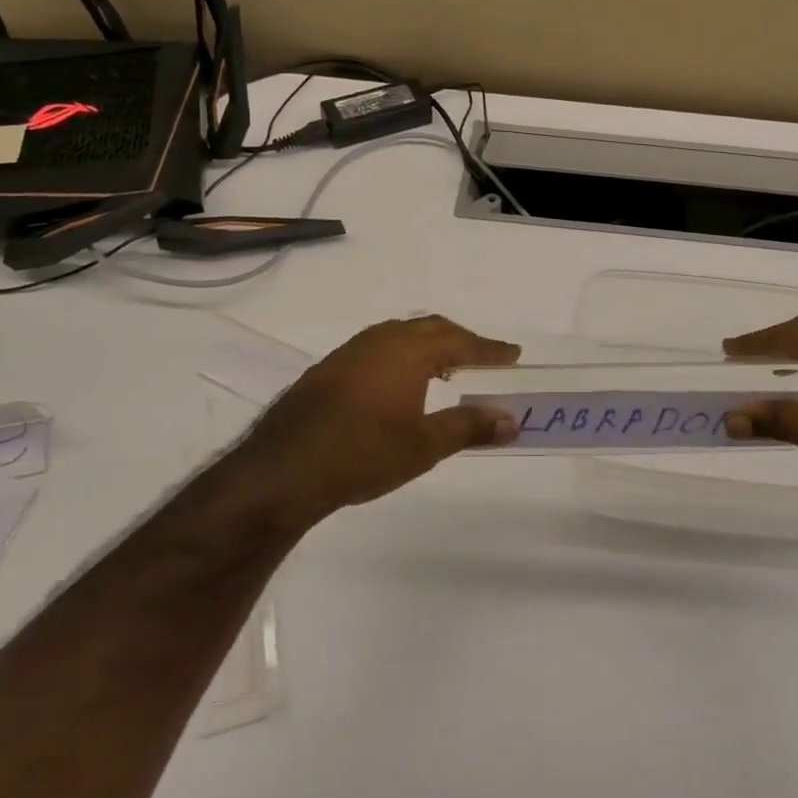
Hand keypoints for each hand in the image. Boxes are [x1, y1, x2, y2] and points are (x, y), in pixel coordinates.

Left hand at [218, 315, 520, 531]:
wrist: (284, 470)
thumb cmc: (364, 454)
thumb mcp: (424, 445)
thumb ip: (469, 427)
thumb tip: (511, 420)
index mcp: (407, 351)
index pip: (459, 341)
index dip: (488, 349)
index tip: (513, 354)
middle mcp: (378, 341)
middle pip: (429, 328)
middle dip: (460, 340)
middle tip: (483, 357)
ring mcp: (348, 353)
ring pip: (398, 336)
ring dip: (427, 346)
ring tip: (445, 368)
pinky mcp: (327, 370)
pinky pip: (376, 349)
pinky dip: (400, 356)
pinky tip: (399, 383)